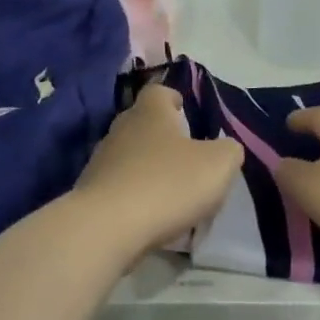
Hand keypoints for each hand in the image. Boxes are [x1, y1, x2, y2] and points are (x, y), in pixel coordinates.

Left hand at [74, 84, 241, 254]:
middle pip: (143, 124)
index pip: (159, 92)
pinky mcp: (90, 193)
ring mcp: (100, 162)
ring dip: (149, 171)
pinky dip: (135, 198)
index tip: (187, 113)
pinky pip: (119, 188)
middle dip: (163, 138)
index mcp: (150, 113)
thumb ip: (228, 151)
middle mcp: (120, 129)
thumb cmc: (168, 184)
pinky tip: (151, 218)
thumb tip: (225, 148)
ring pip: (130, 158)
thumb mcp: (218, 165)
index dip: (174, 99)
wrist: (107, 228)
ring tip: (172, 195)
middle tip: (187, 159)